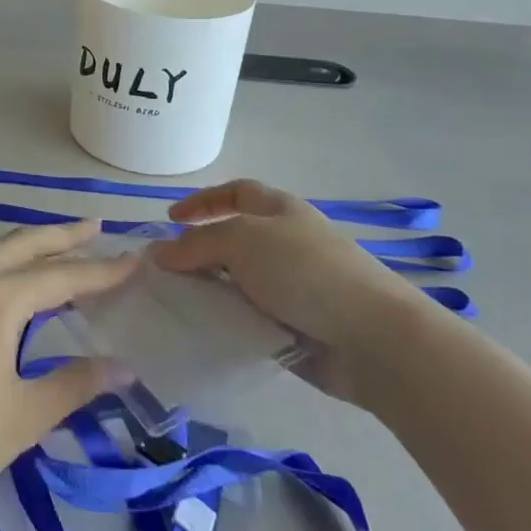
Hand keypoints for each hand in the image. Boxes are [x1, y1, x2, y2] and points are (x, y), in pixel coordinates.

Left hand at [0, 219, 137, 530]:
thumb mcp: (24, 415)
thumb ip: (76, 383)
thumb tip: (124, 367)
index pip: (62, 276)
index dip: (102, 270)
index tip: (135, 260)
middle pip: (24, 244)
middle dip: (63, 235)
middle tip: (97, 227)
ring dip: (28, 242)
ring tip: (57, 245)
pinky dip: (0, 257)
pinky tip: (6, 276)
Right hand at [155, 179, 425, 404]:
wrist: (372, 337)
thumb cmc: (306, 271)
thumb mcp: (242, 241)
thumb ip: (196, 245)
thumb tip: (159, 252)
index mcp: (279, 212)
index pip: (235, 193)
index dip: (203, 201)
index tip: (170, 219)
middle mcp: (284, 245)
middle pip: (231, 242)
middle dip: (197, 254)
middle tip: (163, 273)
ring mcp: (289, 288)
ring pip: (235, 284)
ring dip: (206, 293)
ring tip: (172, 305)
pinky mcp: (291, 329)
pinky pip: (246, 321)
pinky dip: (223, 325)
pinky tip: (199, 334)